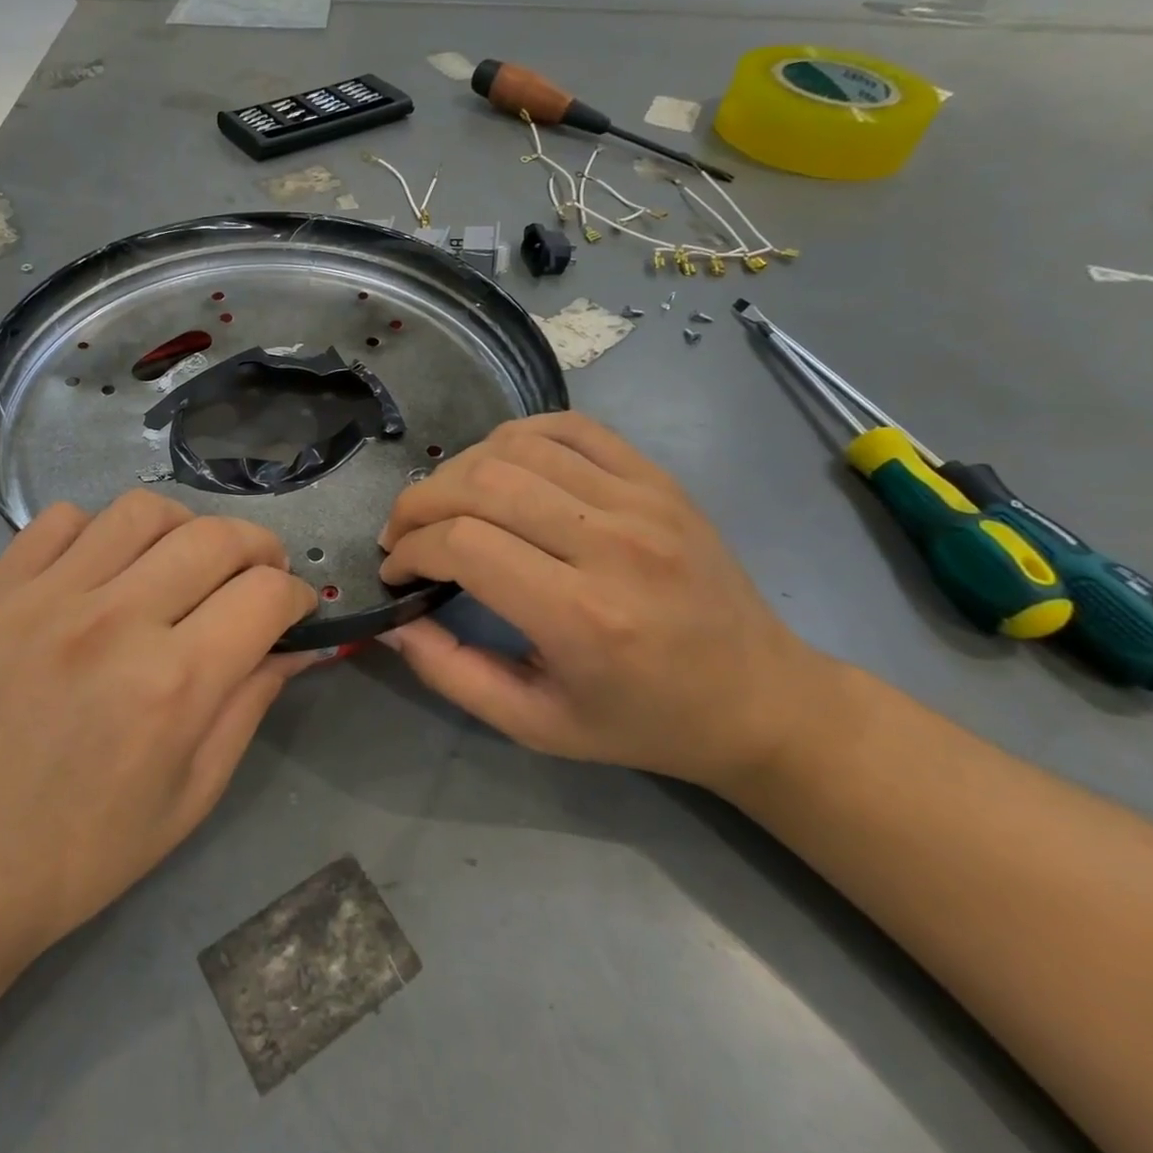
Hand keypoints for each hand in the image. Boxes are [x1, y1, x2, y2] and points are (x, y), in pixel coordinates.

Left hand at [0, 492, 315, 965]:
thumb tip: (298, 645)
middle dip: (258, 547)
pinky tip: (103, 569)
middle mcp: (114, 623)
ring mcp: (46, 598)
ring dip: (184, 526)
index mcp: (172, 685)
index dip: (295, 595)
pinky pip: (62, 519)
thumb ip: (250, 705)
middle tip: (256, 574)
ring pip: (142, 510)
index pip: (264, 595)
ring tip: (184, 560)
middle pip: (215, 537)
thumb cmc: (81, 853)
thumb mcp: (190, 795)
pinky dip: (100, 531)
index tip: (292, 609)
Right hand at [378, 412, 838, 790]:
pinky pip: (570, 427)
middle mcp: (611, 544)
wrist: (760, 699)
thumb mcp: (536, 726)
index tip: (396, 569)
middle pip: (481, 484)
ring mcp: (642, 500)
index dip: (411, 549)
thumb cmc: (643, 721)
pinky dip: (515, 436)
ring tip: (443, 503)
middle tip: (402, 533)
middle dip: (418, 502)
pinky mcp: (658, 479)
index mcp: (581, 617)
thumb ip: (451, 673)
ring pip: (517, 447)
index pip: (464, 544)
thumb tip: (393, 621)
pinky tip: (496, 465)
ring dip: (458, 469)